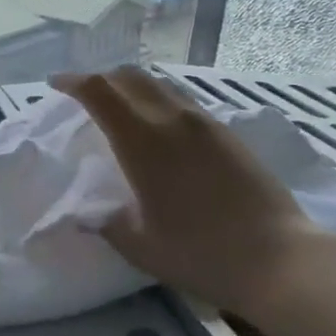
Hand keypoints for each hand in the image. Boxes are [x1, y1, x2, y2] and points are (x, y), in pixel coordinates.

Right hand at [54, 66, 329, 317]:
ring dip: (133, 88)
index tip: (56, 85)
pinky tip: (162, 130)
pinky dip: (160, 103)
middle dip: (102, 78)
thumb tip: (89, 214)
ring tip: (122, 109)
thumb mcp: (139, 246)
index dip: (73, 82)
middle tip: (86, 95)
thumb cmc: (200, 253)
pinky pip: (184, 103)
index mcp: (143, 141)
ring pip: (160, 86)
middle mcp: (172, 119)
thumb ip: (106, 223)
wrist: (279, 259)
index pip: (99, 91)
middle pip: (130, 76)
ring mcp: (206, 123)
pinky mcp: (229, 134)